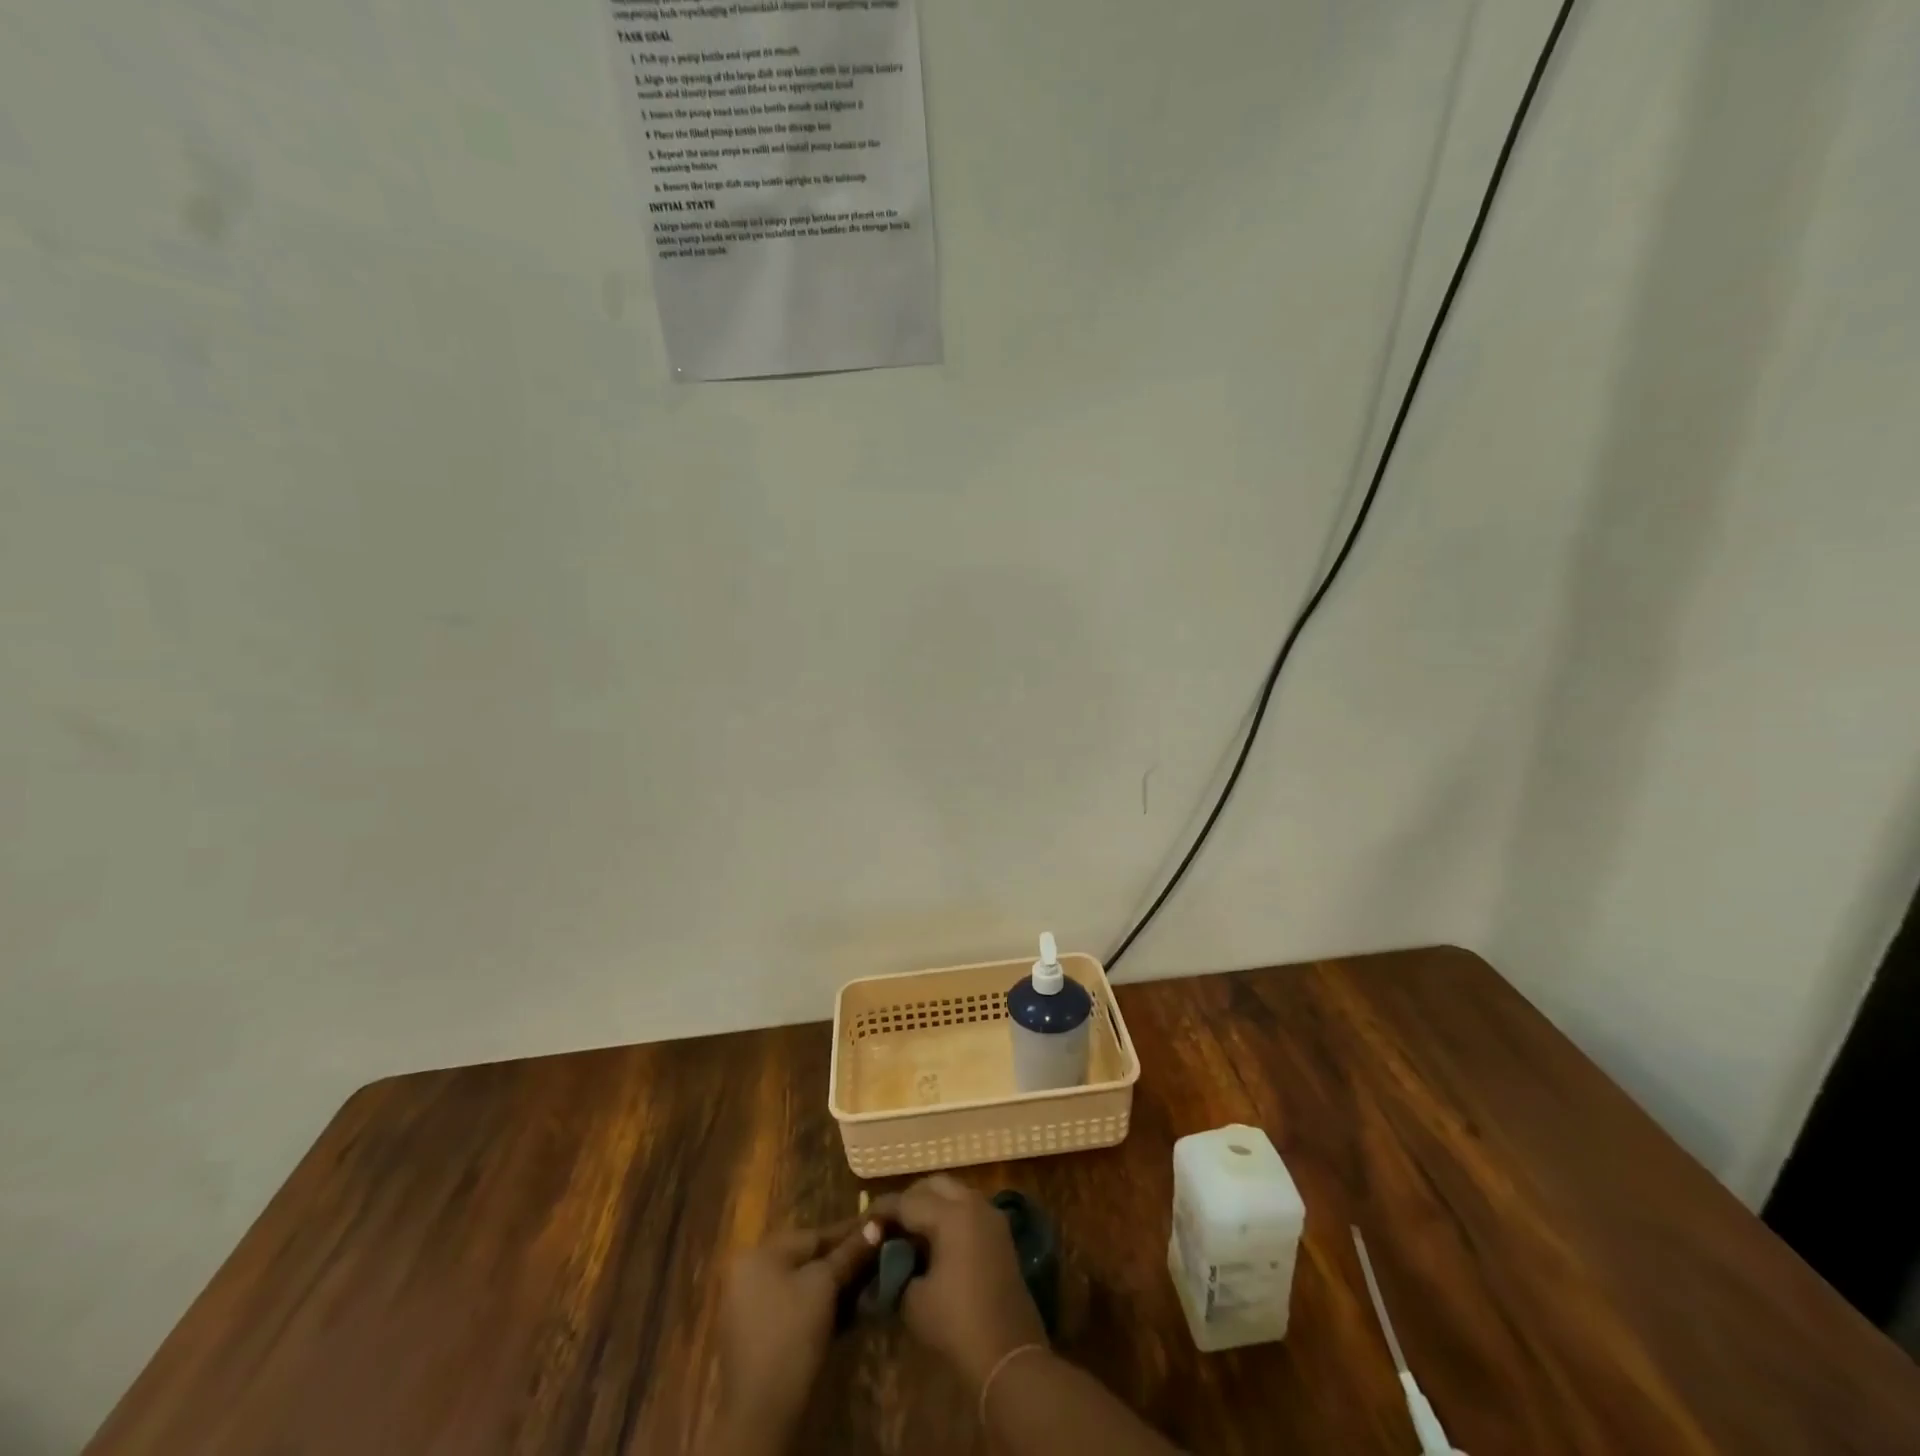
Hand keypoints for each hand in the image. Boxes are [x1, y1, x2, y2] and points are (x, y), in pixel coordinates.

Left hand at [707, 1219, 880, 1455]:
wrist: (761, 1414)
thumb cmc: (791, 1334)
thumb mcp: (824, 1286)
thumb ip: (849, 1253)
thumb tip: (876, 1224)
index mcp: (758, 1254)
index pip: (813, 1235)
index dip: (849, 1233)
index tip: (879, 1228)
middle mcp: (749, 1274)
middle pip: (807, 1260)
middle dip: (843, 1261)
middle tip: (876, 1260)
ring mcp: (750, 1308)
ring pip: (802, 1286)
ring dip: (834, 1287)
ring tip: (868, 1286)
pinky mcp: (759, 1338)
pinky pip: (794, 1309)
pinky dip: (819, 1308)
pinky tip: (848, 1314)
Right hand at [873, 1175, 1047, 1390]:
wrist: (1008, 1356)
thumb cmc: (956, 1325)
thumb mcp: (913, 1301)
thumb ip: (897, 1268)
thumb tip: (890, 1257)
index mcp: (951, 1215)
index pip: (907, 1201)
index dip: (882, 1210)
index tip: (864, 1221)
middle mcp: (973, 1204)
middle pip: (934, 1185)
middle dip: (909, 1199)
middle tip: (889, 1224)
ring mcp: (991, 1217)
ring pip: (954, 1193)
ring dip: (931, 1204)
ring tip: (910, 1232)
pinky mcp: (1001, 1234)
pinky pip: (969, 1209)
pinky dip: (949, 1215)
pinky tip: (935, 1242)